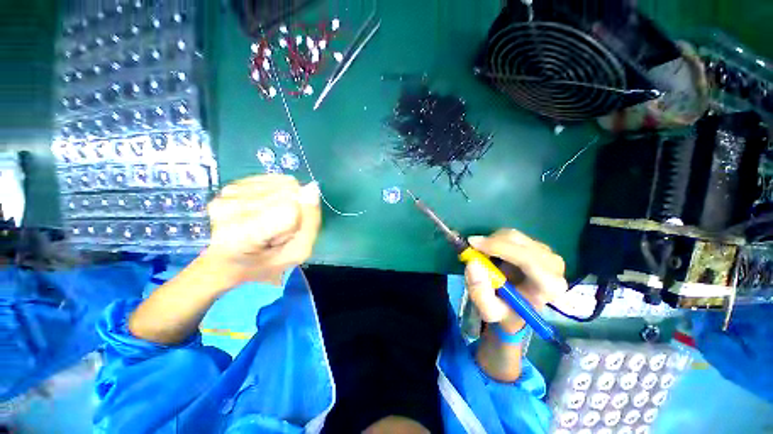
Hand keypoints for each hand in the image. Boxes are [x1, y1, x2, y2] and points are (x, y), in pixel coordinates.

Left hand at [203, 175, 320, 285]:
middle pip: (288, 193)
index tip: (283, 236)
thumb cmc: (268, 261)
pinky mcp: (234, 183)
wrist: (232, 259)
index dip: (297, 221)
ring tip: (271, 220)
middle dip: (293, 209)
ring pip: (284, 184)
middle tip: (278, 229)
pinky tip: (267, 208)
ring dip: (286, 201)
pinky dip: (279, 193)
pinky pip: (275, 179)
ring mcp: (228, 193)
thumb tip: (312, 187)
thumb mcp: (298, 251)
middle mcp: (228, 208)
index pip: (290, 210)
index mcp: (241, 235)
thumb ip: (310, 221)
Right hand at [464, 229, 567, 332]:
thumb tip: (473, 263)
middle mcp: (553, 266)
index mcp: (548, 286)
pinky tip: (493, 254)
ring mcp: (546, 253)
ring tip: (483, 257)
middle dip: (491, 243)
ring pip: (512, 236)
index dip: (498, 248)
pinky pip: (511, 236)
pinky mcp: (537, 246)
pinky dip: (495, 241)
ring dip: (492, 242)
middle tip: (471, 248)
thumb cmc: (506, 311)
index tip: (473, 245)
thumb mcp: (489, 311)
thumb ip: (480, 292)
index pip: (527, 259)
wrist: (517, 308)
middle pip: (519, 242)